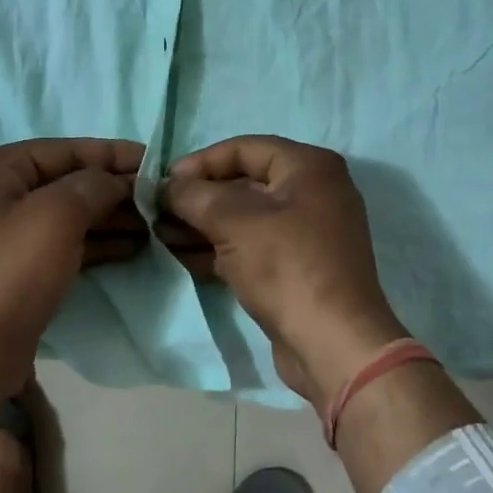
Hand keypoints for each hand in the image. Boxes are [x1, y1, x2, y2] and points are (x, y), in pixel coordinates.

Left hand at [0, 137, 146, 405]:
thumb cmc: (12, 272)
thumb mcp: (57, 215)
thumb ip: (93, 185)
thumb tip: (117, 181)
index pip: (64, 149)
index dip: (111, 154)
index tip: (154, 160)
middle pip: (67, 181)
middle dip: (114, 189)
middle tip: (159, 198)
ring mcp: (6, 234)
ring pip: (69, 214)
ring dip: (111, 216)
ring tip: (155, 223)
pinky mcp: (19, 269)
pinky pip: (65, 243)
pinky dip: (97, 242)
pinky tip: (133, 246)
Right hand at [160, 136, 407, 410]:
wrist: (333, 344)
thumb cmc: (285, 266)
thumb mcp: (233, 221)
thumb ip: (194, 195)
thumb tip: (167, 186)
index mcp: (309, 167)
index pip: (244, 148)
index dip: (200, 162)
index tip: (164, 182)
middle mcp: (314, 191)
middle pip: (244, 183)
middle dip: (199, 197)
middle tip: (159, 212)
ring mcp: (308, 232)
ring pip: (245, 218)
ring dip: (204, 225)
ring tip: (163, 235)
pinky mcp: (299, 267)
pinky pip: (254, 246)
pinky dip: (221, 248)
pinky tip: (185, 257)